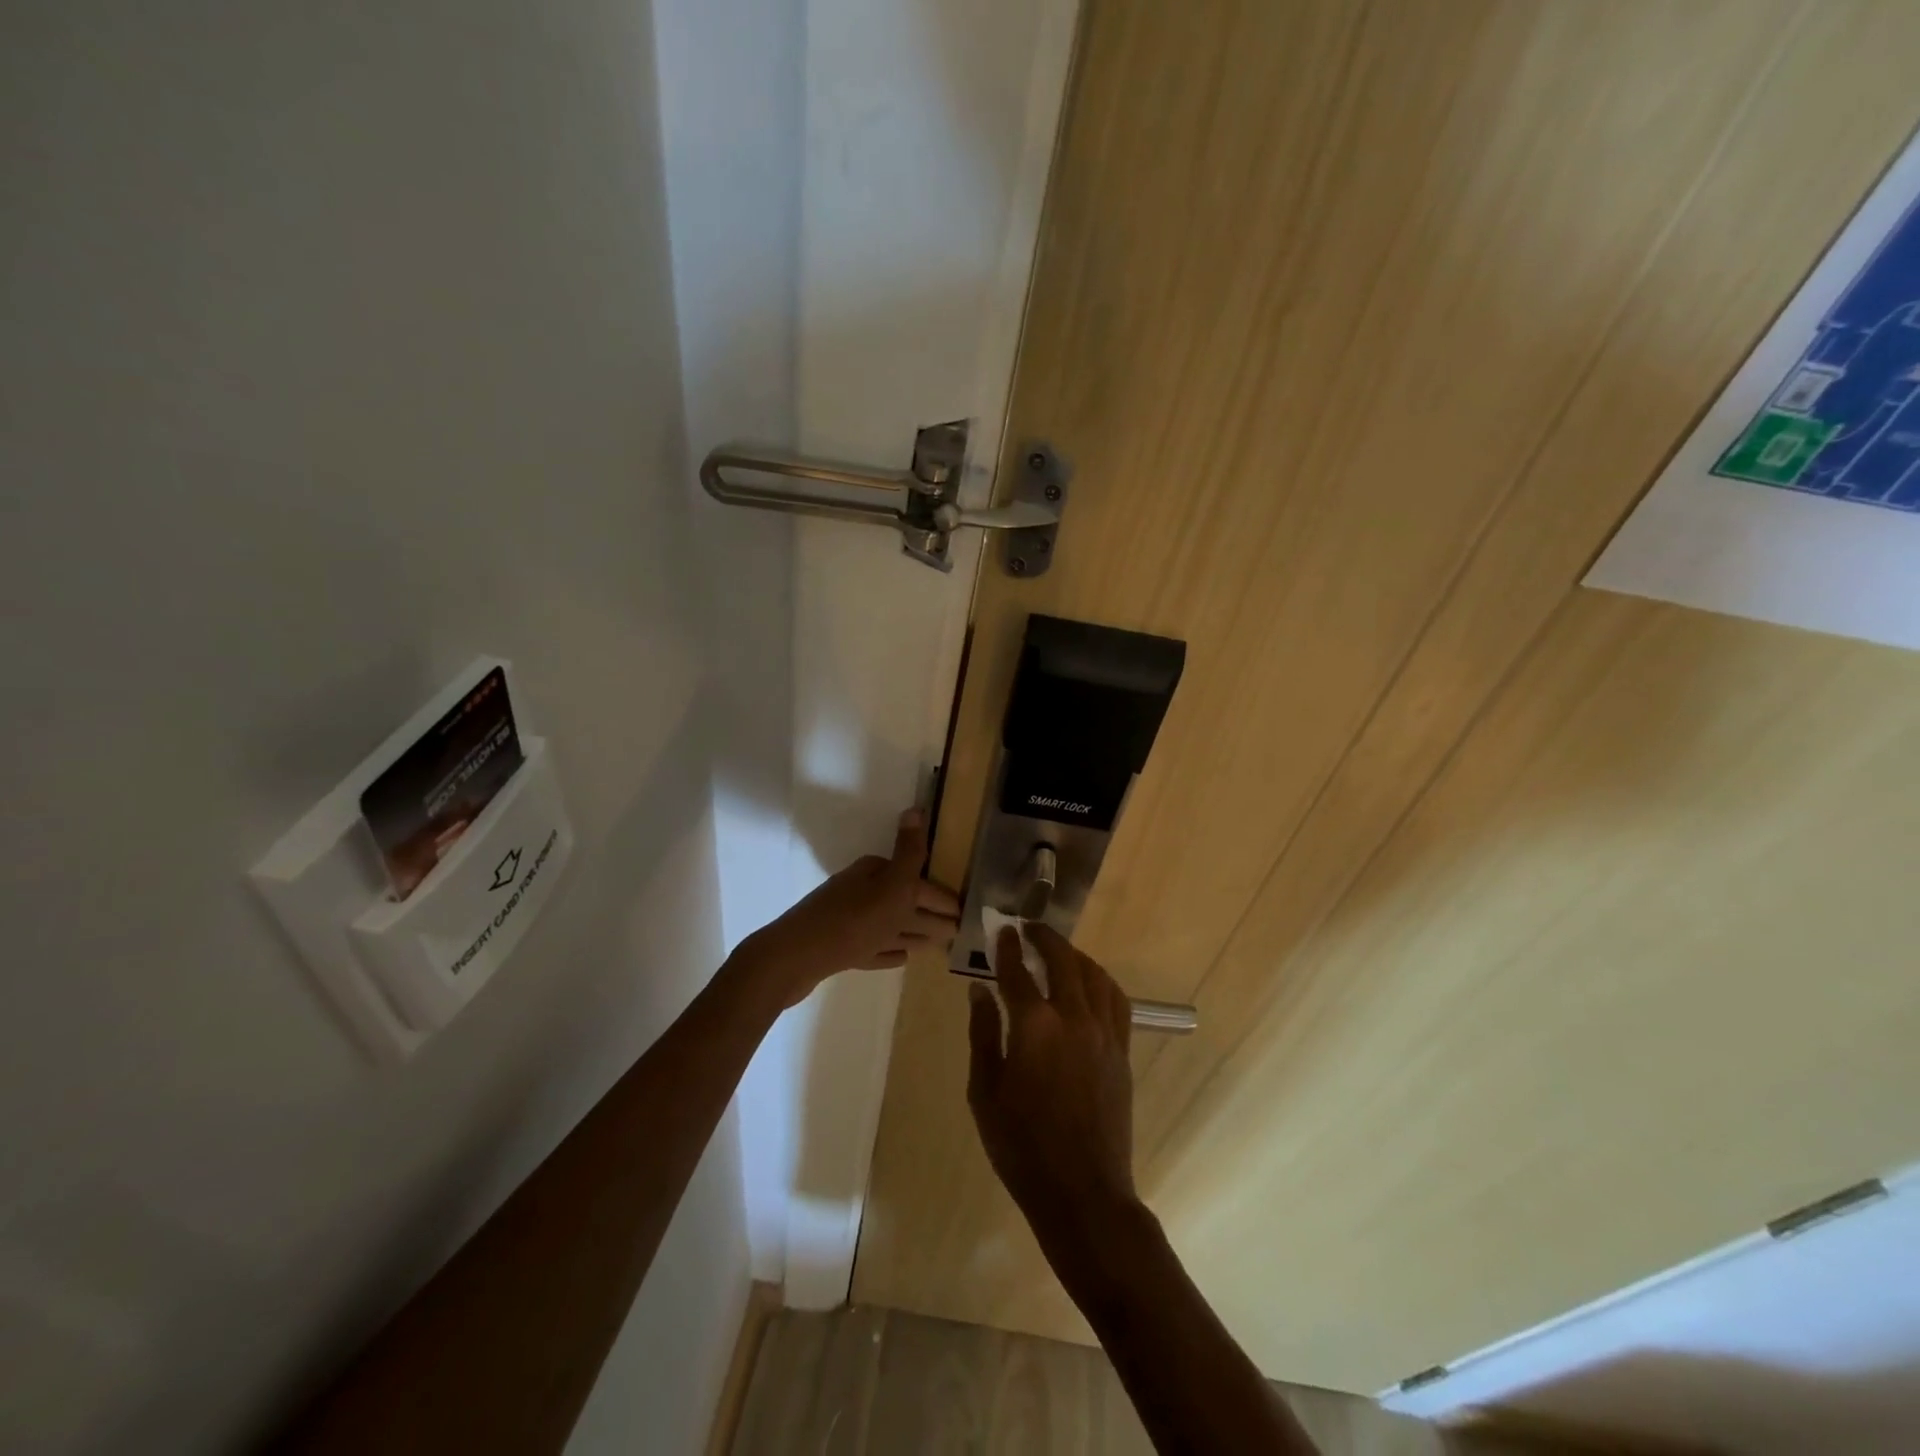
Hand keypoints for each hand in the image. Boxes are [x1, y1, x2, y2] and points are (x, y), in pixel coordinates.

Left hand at [736, 810, 960, 1007]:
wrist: (793, 958)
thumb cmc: (851, 920)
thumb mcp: (890, 885)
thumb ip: (909, 852)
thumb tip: (916, 808)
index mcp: (874, 874)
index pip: (917, 881)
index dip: (942, 897)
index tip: (965, 912)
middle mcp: (861, 892)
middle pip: (904, 902)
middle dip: (930, 915)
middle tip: (958, 931)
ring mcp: (848, 921)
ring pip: (890, 924)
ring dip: (913, 932)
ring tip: (937, 945)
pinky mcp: (838, 948)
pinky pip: (873, 946)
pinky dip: (888, 951)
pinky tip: (902, 958)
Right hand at [967, 922, 1139, 1248]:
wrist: (1082, 1191)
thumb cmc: (1021, 1146)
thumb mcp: (985, 1092)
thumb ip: (983, 1034)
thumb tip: (979, 990)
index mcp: (1034, 1027)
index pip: (1018, 972)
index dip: (1008, 948)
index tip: (1002, 932)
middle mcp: (1073, 1018)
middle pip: (1062, 961)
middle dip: (1044, 938)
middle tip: (1029, 928)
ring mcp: (1104, 1033)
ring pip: (1094, 975)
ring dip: (1074, 955)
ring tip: (1058, 951)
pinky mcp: (1122, 1050)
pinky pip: (1116, 1000)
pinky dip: (1101, 980)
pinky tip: (1090, 983)